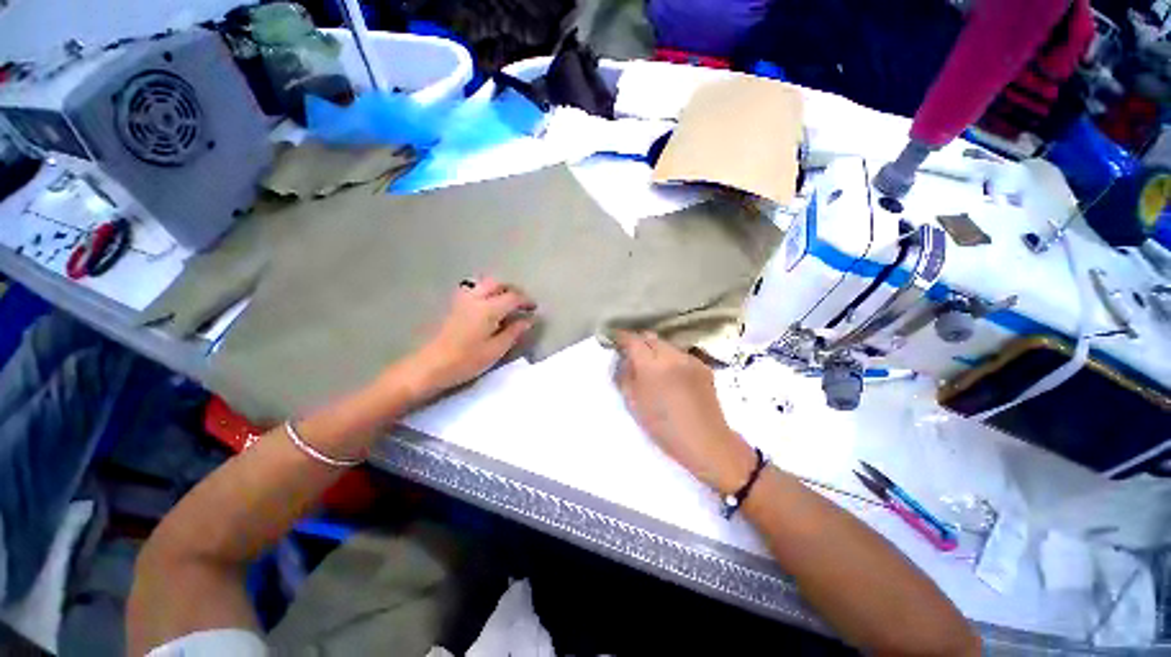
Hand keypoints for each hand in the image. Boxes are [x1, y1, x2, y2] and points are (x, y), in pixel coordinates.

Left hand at [399, 277, 536, 400]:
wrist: (430, 365)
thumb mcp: (496, 350)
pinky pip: (473, 289)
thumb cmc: (466, 360)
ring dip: (498, 288)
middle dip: (512, 290)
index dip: (526, 300)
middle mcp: (475, 298)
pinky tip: (487, 304)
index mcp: (488, 309)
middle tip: (521, 303)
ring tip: (506, 301)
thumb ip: (514, 332)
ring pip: (483, 283)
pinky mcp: (453, 305)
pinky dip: (485, 291)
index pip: (512, 297)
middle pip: (497, 283)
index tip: (534, 308)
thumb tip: (528, 320)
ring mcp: (462, 300)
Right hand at [613, 331, 756, 495]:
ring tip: (653, 366)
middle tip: (632, 354)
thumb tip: (624, 360)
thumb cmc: (663, 426)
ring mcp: (689, 358)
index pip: (632, 340)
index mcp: (651, 364)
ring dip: (656, 350)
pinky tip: (673, 375)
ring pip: (666, 345)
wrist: (705, 440)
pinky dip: (672, 359)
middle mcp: (671, 354)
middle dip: (639, 341)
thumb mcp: (633, 403)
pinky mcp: (702, 366)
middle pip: (650, 337)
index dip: (622, 337)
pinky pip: (681, 355)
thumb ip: (625, 376)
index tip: (615, 340)